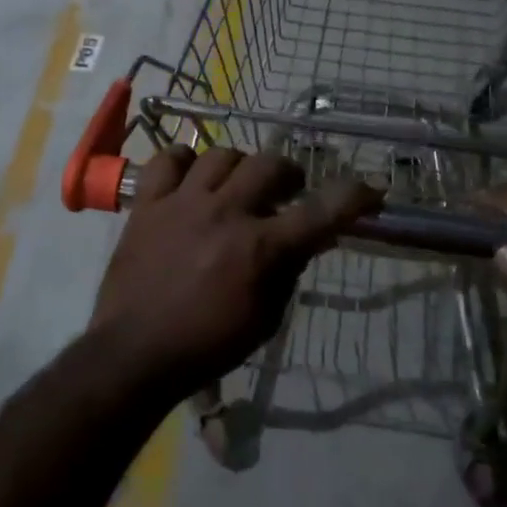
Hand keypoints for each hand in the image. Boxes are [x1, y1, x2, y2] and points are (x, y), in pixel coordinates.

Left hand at [93, 147, 381, 399]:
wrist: (135, 352)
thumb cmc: (207, 345)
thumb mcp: (264, 318)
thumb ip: (289, 271)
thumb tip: (311, 237)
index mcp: (260, 249)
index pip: (320, 211)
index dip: (352, 196)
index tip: (370, 189)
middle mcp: (226, 213)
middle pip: (270, 165)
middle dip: (288, 173)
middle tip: (286, 190)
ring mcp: (183, 203)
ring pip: (222, 154)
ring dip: (240, 167)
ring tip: (236, 184)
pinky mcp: (148, 203)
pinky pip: (167, 160)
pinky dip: (184, 162)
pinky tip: (191, 178)